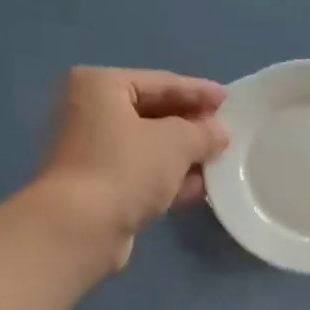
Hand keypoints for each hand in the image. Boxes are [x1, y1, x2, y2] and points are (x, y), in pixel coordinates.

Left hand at [34, 67, 228, 270]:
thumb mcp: (176, 142)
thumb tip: (218, 133)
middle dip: (191, 125)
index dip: (198, 92)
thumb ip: (203, 132)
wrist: (81, 227)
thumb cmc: (126, 168)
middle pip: (153, 114)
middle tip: (225, 131)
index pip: (160, 82)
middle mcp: (89, 112)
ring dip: (184, 155)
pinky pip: (143, 174)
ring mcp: (92, 153)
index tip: (228, 99)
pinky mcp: (99, 188)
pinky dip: (169, 178)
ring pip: (149, 147)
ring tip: (220, 160)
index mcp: (100, 86)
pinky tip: (200, 187)